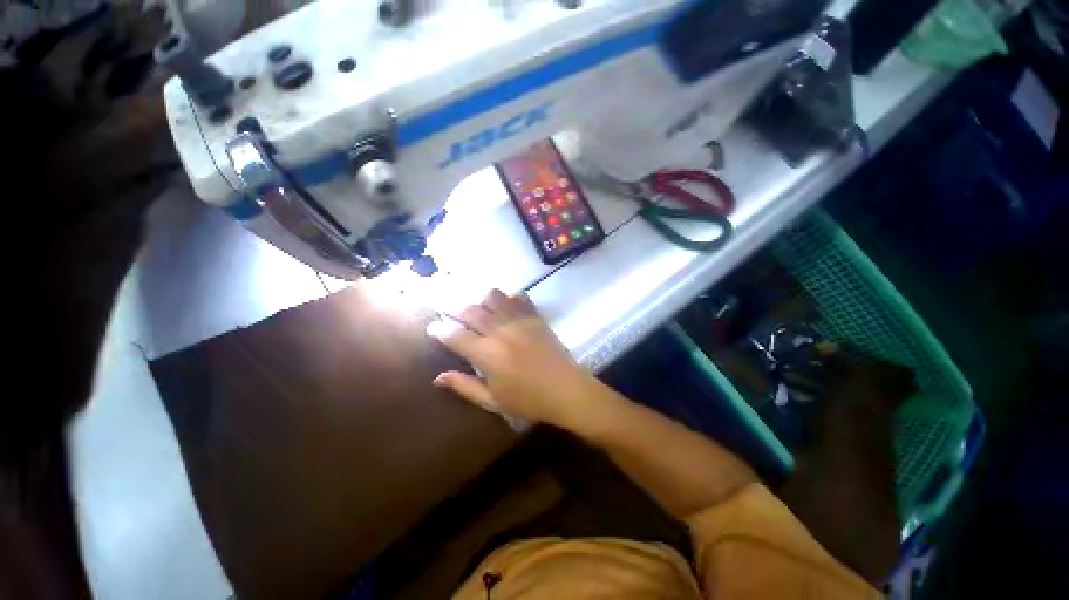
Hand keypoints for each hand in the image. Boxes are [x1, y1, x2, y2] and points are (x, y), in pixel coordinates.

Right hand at [427, 290, 600, 428]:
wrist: (567, 390)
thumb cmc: (528, 401)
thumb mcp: (493, 401)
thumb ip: (464, 386)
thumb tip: (438, 377)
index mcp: (487, 354)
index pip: (455, 335)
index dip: (440, 330)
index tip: (432, 327)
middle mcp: (500, 331)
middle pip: (471, 311)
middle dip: (456, 309)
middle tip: (450, 313)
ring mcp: (519, 321)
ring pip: (493, 297)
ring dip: (481, 300)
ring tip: (478, 307)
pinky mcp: (535, 317)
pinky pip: (519, 298)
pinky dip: (508, 297)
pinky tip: (505, 304)